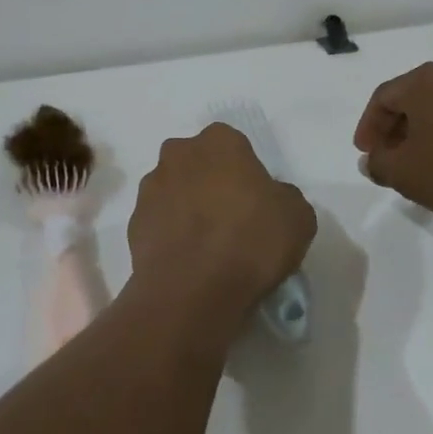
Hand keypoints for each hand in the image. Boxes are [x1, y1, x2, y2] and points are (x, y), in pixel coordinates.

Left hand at [126, 124, 316, 330]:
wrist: (191, 291)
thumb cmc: (250, 242)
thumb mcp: (298, 217)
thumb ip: (283, 196)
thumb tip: (271, 199)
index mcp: (219, 141)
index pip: (233, 145)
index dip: (245, 172)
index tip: (255, 201)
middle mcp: (179, 154)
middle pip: (198, 163)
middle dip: (210, 182)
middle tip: (231, 219)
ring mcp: (151, 188)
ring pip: (175, 190)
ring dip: (188, 207)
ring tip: (207, 245)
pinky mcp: (134, 222)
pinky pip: (159, 222)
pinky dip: (171, 234)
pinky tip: (188, 260)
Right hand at [353, 62, 432, 219]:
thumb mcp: (406, 174)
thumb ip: (380, 165)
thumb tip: (372, 160)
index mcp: (423, 82)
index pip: (382, 97)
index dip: (368, 126)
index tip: (366, 153)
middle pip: (412, 100)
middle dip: (395, 130)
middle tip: (389, 159)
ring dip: (424, 135)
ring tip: (421, 167)